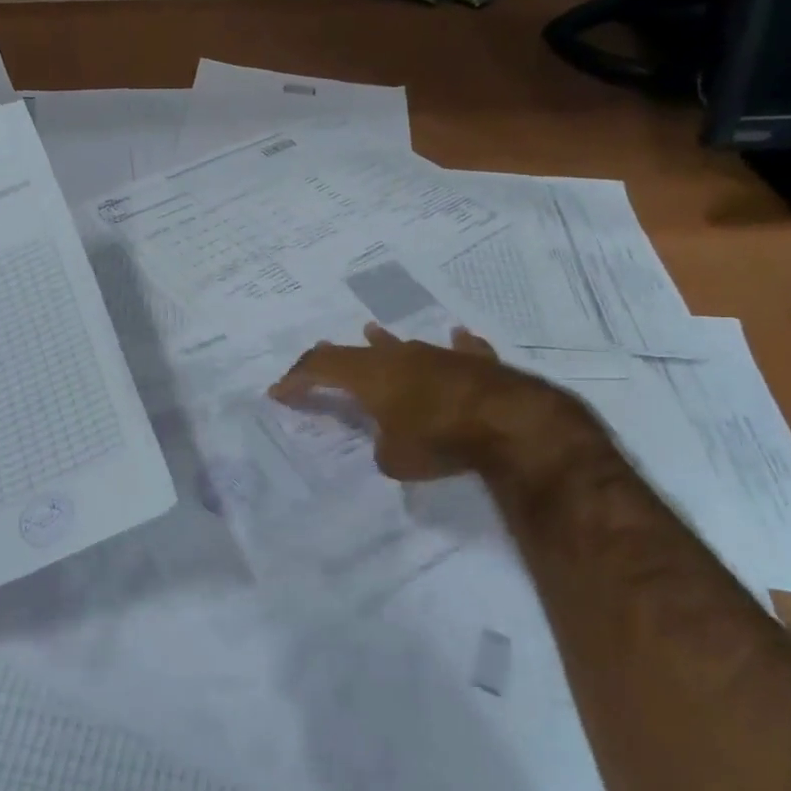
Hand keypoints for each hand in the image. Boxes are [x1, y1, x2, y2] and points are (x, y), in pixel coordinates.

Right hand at [269, 322, 597, 483]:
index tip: (279, 391)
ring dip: (384, 343)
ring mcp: (440, 354)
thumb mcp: (395, 460)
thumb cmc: (440, 439)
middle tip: (318, 359)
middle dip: (334, 358)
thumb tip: (391, 442)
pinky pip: (459, 350)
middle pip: (357, 351)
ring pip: (404, 344)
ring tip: (371, 330)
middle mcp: (400, 356)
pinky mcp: (476, 362)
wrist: (511, 422)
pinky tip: (457, 337)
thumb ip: (383, 448)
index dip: (297, 378)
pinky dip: (452, 348)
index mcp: (371, 374)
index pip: (321, 367)